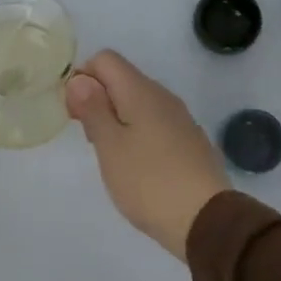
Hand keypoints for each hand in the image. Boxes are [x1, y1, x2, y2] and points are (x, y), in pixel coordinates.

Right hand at [65, 50, 229, 258]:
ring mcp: (180, 119)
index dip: (82, 78)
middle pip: (122, 79)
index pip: (105, 59)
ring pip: (138, 103)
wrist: (206, 220)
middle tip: (89, 138)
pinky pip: (154, 124)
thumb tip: (80, 79)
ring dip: (116, 119)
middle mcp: (163, 97)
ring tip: (109, 155)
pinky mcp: (188, 142)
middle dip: (97, 100)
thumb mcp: (110, 146)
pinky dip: (136, 134)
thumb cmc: (148, 182)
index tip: (74, 113)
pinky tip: (134, 165)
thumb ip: (93, 109)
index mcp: (141, 91)